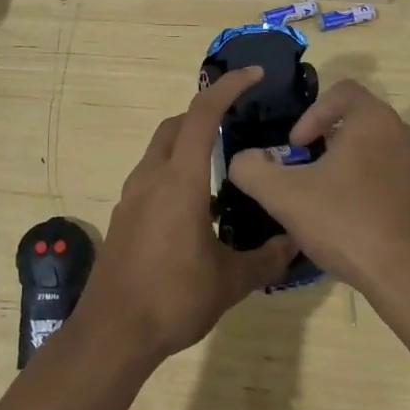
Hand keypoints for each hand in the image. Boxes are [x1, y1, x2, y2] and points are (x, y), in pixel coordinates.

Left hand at [81, 68, 295, 361]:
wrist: (112, 333)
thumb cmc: (173, 298)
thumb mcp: (230, 281)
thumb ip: (266, 259)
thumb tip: (297, 243)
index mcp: (179, 180)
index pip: (202, 115)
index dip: (228, 88)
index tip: (253, 76)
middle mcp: (151, 178)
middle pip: (175, 125)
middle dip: (205, 113)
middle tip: (237, 121)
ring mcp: (132, 197)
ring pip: (160, 151)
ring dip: (187, 144)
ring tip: (221, 166)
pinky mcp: (124, 217)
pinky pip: (151, 177)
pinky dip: (174, 172)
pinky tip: (197, 207)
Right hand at [226, 79, 409, 299]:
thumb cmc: (347, 225)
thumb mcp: (283, 197)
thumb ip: (253, 169)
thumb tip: (244, 159)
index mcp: (375, 121)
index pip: (342, 92)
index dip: (314, 114)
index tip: (300, 147)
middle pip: (368, 126)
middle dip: (340, 147)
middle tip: (318, 180)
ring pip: (395, 158)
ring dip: (370, 173)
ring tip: (349, 208)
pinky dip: (398, 201)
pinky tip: (381, 231)